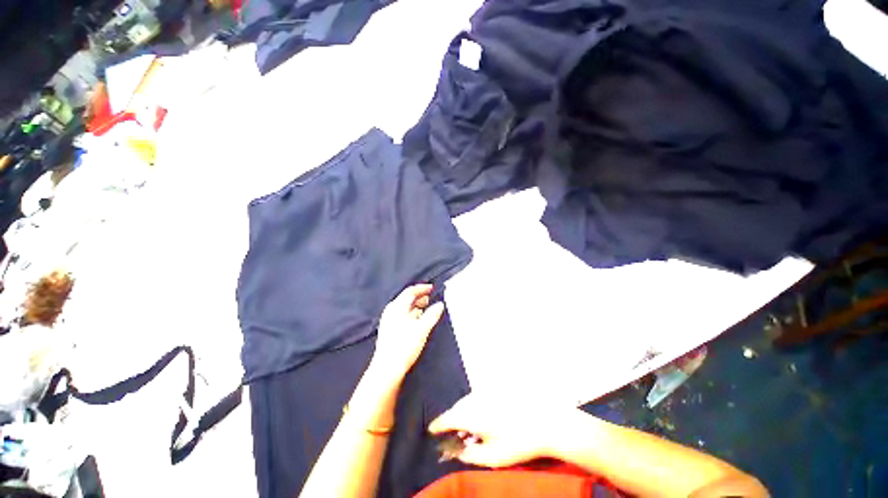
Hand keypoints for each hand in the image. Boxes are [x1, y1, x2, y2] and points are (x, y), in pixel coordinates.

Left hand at [370, 284, 443, 383]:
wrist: (387, 369)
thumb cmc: (404, 345)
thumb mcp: (422, 328)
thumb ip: (432, 314)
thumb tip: (440, 305)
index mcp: (396, 307)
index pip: (410, 291)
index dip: (422, 288)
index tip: (433, 288)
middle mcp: (391, 311)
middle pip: (407, 299)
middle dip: (421, 298)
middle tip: (432, 299)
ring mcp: (389, 321)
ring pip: (406, 308)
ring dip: (417, 307)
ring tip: (428, 309)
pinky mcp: (390, 330)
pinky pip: (403, 316)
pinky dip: (413, 315)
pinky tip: (420, 321)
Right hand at [429, 392, 571, 467]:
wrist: (543, 421)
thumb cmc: (516, 442)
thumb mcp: (492, 457)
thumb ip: (469, 454)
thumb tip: (455, 451)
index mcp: (471, 414)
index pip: (447, 418)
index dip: (437, 425)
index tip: (431, 430)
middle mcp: (475, 398)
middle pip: (456, 408)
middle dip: (451, 419)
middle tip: (452, 433)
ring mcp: (486, 391)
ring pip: (467, 400)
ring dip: (463, 412)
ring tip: (468, 426)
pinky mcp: (496, 389)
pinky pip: (478, 397)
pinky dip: (474, 406)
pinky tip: (482, 416)